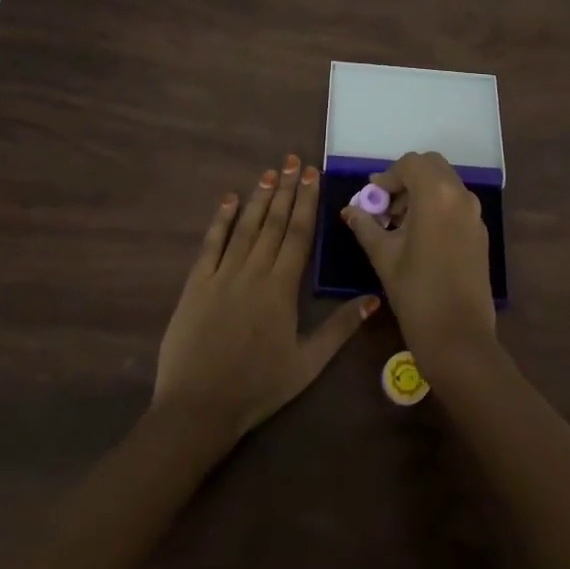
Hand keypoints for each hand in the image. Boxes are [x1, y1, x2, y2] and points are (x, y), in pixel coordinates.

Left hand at [153, 154, 378, 442]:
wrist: (198, 408)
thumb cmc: (258, 387)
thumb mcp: (307, 364)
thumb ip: (339, 329)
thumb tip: (373, 299)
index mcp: (281, 288)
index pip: (297, 234)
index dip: (305, 202)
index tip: (311, 174)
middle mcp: (252, 272)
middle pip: (272, 222)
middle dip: (284, 189)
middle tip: (292, 160)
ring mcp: (221, 275)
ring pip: (244, 227)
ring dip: (257, 198)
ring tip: (269, 172)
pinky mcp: (196, 285)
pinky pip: (210, 245)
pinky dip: (220, 220)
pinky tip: (228, 200)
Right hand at [342, 151, 495, 369]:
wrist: (458, 336)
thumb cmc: (416, 292)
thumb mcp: (383, 255)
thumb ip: (366, 226)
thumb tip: (350, 210)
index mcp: (436, 195)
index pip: (411, 163)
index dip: (388, 176)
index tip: (372, 199)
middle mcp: (461, 196)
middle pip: (432, 166)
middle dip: (407, 179)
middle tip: (386, 206)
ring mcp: (475, 214)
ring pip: (446, 184)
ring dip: (422, 192)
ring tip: (399, 224)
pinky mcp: (480, 233)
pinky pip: (456, 204)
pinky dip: (437, 206)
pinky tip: (420, 237)